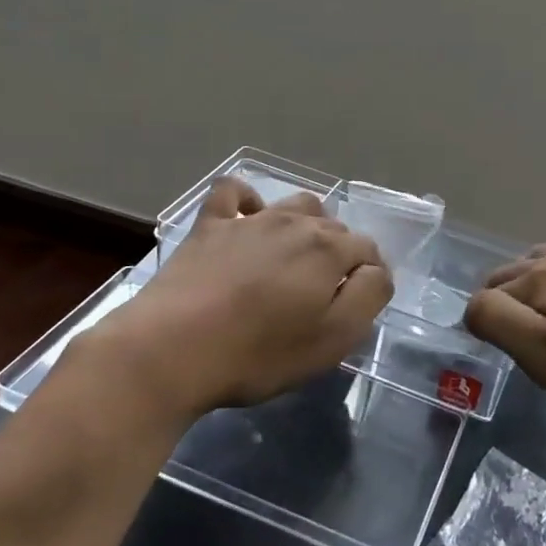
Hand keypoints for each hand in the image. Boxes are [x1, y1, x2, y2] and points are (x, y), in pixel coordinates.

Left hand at [82, 177, 391, 418]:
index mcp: (328, 249)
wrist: (170, 349)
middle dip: (339, 253)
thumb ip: (368, 297)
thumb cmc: (258, 353)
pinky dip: (248, 201)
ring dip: (306, 225)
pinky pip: (234, 193)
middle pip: (334, 226)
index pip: (368, 250)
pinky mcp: (209, 225)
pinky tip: (247, 220)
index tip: (356, 305)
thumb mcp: (332, 339)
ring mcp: (249, 219)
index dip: (369, 276)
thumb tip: (375, 270)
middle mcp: (294, 222)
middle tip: (323, 294)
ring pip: (294, 205)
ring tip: (294, 259)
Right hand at [464, 230, 545, 420]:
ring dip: (534, 278)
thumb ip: (497, 322)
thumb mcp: (544, 354)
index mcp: (539, 279)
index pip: (487, 297)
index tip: (494, 355)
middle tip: (510, 341)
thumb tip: (473, 306)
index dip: (483, 324)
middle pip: (514, 272)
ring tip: (538, 310)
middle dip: (501, 299)